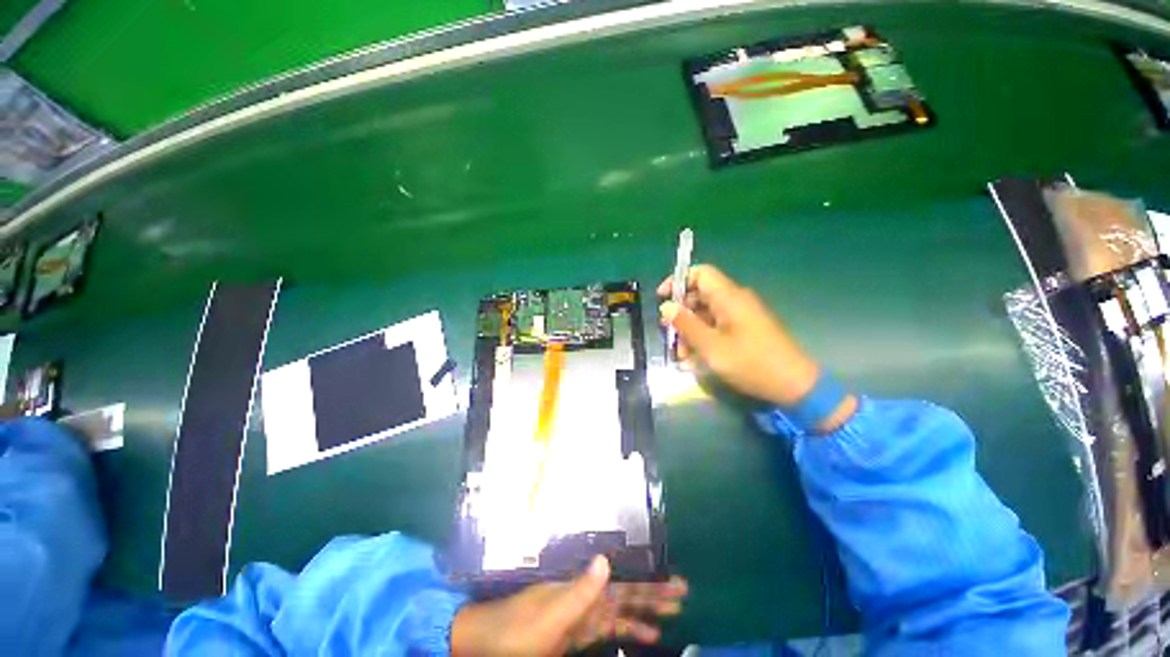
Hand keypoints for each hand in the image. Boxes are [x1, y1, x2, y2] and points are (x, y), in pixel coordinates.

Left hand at [450, 556, 687, 656]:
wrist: (487, 643)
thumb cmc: (517, 629)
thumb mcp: (550, 613)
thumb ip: (580, 591)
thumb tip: (606, 560)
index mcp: (582, 588)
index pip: (625, 584)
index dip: (651, 583)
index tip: (676, 582)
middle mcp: (586, 596)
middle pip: (627, 593)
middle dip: (654, 593)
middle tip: (683, 593)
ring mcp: (581, 613)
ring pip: (621, 610)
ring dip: (645, 611)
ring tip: (672, 613)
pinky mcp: (576, 631)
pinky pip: (608, 628)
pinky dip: (627, 630)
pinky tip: (642, 635)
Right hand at [658, 265, 855, 429]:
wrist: (794, 385)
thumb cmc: (751, 363)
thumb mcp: (712, 346)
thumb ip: (686, 325)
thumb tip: (665, 307)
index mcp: (729, 298)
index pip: (700, 273)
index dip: (678, 280)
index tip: (662, 298)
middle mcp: (734, 301)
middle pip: (699, 295)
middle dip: (681, 313)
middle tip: (669, 334)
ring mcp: (740, 315)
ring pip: (705, 313)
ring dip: (690, 330)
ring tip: (682, 355)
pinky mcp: (743, 329)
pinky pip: (716, 325)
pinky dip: (703, 337)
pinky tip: (695, 358)